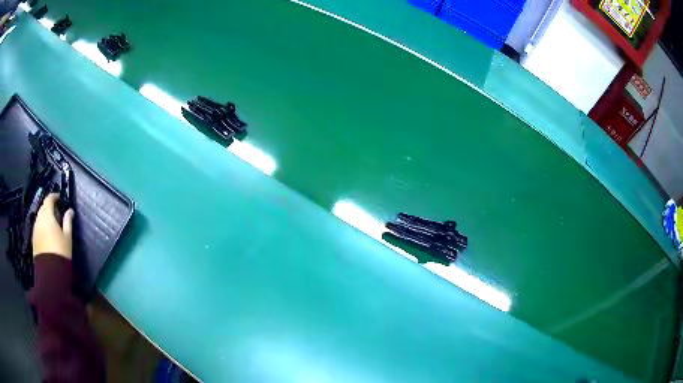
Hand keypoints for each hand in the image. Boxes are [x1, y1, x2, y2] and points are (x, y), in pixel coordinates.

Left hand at [32, 193, 73, 258]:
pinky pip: (38, 228)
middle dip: (49, 207)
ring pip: (39, 218)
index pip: (49, 199)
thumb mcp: (67, 237)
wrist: (51, 272)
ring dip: (45, 218)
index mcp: (47, 215)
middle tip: (56, 212)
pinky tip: (46, 234)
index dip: (54, 196)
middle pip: (43, 208)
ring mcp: (35, 229)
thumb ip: (68, 221)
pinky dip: (42, 227)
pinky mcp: (33, 239)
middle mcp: (39, 219)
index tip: (59, 198)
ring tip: (51, 224)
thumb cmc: (61, 251)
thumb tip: (70, 211)